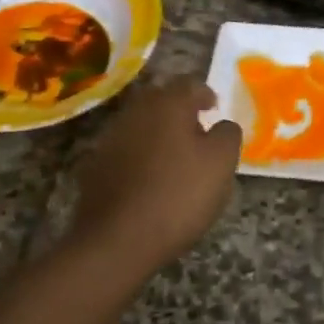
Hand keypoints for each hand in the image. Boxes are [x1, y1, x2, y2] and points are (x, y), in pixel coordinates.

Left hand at [69, 78, 242, 271]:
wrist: (117, 239)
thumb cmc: (179, 195)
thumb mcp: (221, 164)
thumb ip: (227, 135)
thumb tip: (222, 124)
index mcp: (168, 104)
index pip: (190, 84)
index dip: (205, 94)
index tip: (214, 109)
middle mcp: (136, 112)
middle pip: (161, 101)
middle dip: (179, 112)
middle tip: (197, 132)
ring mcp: (111, 138)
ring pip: (141, 125)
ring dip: (158, 134)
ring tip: (175, 159)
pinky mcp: (96, 166)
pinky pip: (125, 151)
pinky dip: (139, 157)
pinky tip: (149, 180)